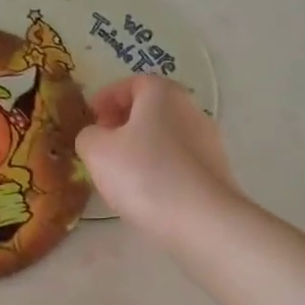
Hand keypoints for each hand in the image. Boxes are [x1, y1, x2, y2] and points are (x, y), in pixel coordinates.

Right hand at [75, 76, 241, 242]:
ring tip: (120, 173)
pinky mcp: (216, 172)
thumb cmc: (144, 174)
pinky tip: (146, 192)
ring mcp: (208, 141)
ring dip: (141, 147)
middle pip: (151, 108)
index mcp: (163, 94)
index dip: (107, 97)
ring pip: (165, 135)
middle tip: (101, 144)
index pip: (132, 82)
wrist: (203, 221)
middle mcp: (191, 109)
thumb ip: (88, 136)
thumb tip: (96, 136)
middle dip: (123, 122)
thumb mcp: (97, 152)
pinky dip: (159, 168)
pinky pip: (179, 161)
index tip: (90, 118)